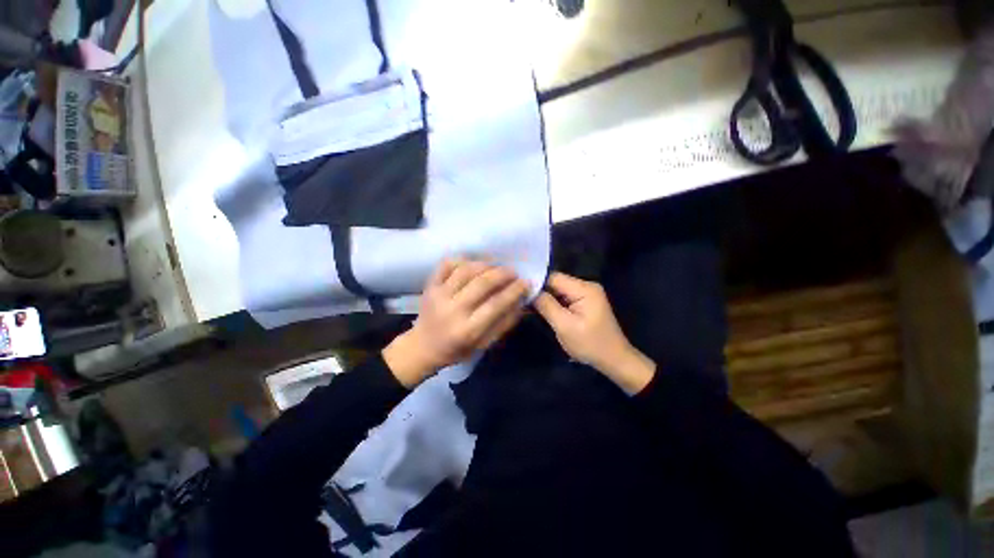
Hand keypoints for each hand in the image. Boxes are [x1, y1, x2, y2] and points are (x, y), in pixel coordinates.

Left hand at [383, 259, 528, 386]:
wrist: (422, 347)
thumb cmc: (457, 350)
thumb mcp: (484, 345)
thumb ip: (503, 324)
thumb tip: (521, 302)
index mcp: (467, 330)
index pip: (496, 304)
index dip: (514, 291)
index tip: (526, 282)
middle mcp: (452, 310)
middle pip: (482, 283)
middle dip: (502, 274)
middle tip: (513, 272)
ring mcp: (438, 295)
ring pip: (465, 270)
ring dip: (485, 265)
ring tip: (496, 266)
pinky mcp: (429, 286)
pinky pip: (446, 264)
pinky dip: (462, 259)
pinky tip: (473, 263)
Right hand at [534, 272, 655, 393]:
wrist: (614, 360)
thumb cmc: (590, 344)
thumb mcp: (564, 326)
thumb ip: (547, 305)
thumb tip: (530, 290)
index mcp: (584, 289)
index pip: (554, 277)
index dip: (537, 283)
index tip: (520, 292)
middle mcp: (586, 286)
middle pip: (556, 283)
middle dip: (540, 291)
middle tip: (522, 300)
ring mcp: (587, 294)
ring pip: (559, 291)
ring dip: (546, 299)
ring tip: (528, 306)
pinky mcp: (585, 303)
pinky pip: (565, 298)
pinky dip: (554, 304)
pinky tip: (541, 310)